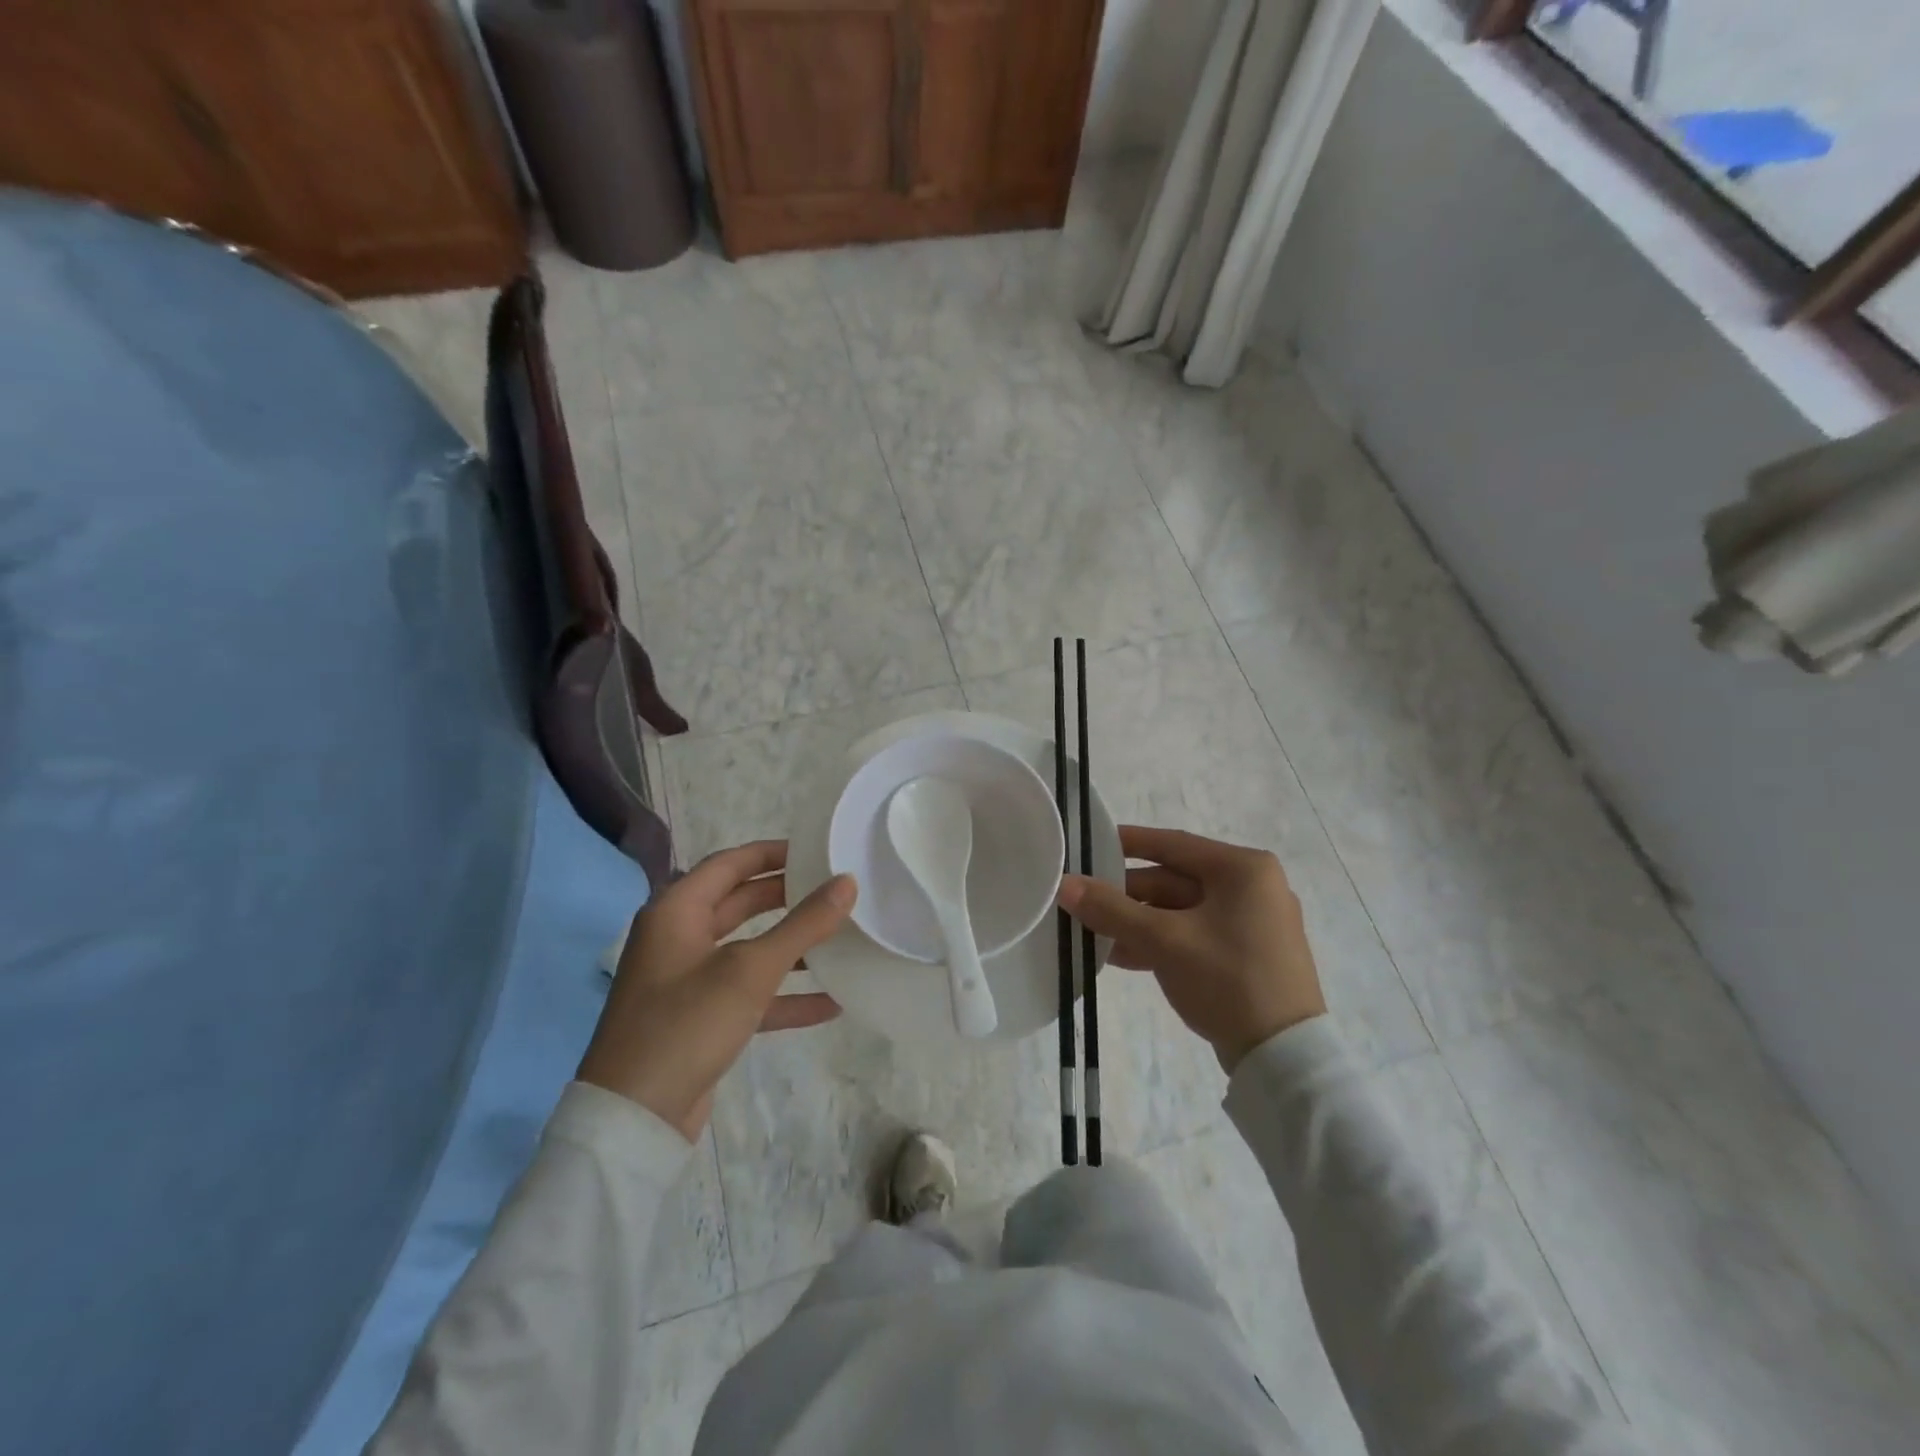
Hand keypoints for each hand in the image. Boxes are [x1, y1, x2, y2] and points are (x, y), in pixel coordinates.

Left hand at [577, 841, 855, 1139]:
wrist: (634, 1120)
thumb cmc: (686, 1025)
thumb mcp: (749, 970)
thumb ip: (802, 924)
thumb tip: (848, 882)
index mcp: (676, 911)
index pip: (730, 863)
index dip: (773, 853)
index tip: (818, 851)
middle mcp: (678, 938)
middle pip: (740, 903)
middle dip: (787, 897)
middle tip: (835, 890)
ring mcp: (688, 980)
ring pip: (748, 949)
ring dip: (791, 947)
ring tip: (840, 938)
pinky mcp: (700, 1019)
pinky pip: (749, 994)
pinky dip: (784, 995)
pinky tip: (830, 1002)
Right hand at [1058, 826, 1325, 1073]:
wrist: (1284, 1059)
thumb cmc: (1229, 981)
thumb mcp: (1165, 941)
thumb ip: (1111, 910)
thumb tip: (1064, 884)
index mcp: (1243, 870)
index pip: (1173, 844)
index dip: (1127, 843)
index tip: (1089, 844)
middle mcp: (1251, 887)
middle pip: (1173, 881)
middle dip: (1125, 895)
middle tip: (1081, 901)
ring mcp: (1250, 923)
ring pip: (1179, 911)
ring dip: (1136, 922)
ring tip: (1090, 932)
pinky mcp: (1245, 955)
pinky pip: (1192, 934)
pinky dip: (1158, 941)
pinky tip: (1119, 955)